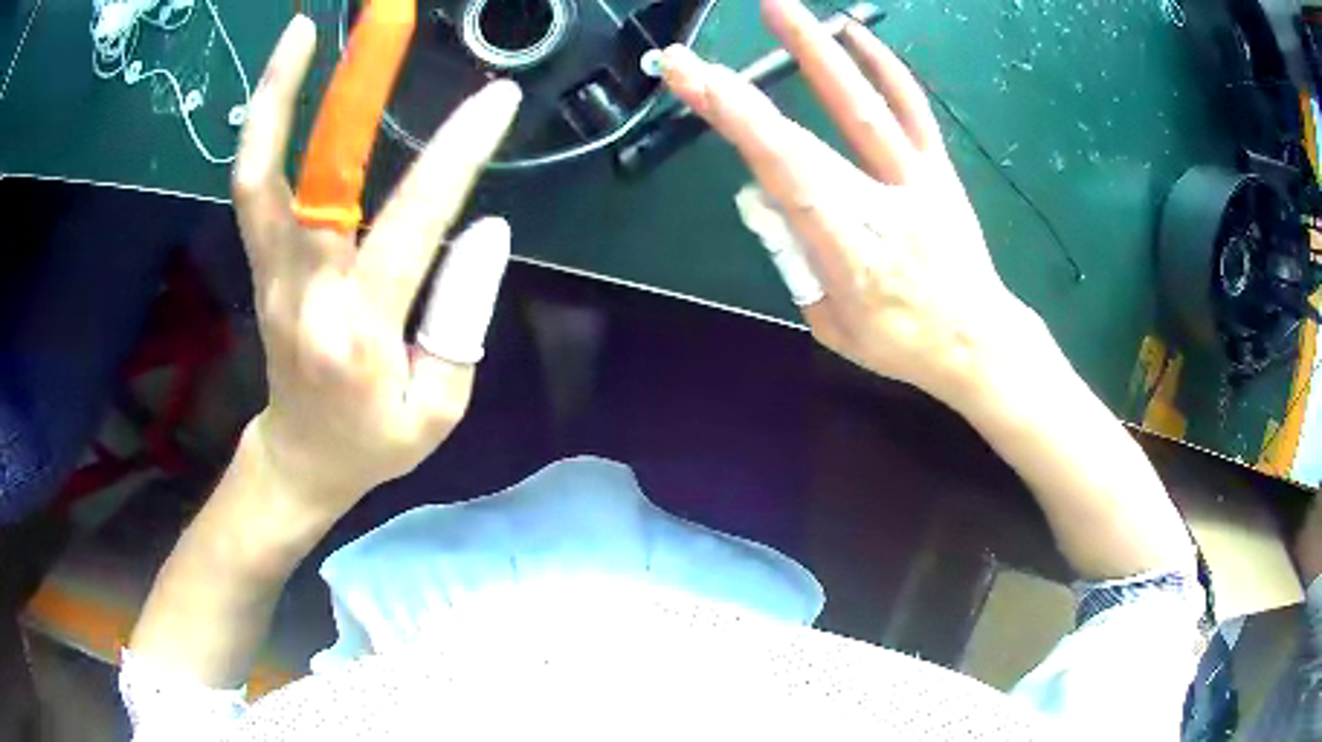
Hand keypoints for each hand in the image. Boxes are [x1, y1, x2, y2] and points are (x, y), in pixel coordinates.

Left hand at [231, 16, 521, 510]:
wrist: (300, 458)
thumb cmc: (373, 443)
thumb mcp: (440, 407)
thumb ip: (464, 317)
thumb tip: (487, 228)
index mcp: (359, 333)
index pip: (414, 224)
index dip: (457, 154)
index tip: (498, 98)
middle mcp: (304, 290)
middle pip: (317, 178)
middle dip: (352, 90)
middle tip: (385, 20)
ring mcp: (270, 270)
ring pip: (260, 172)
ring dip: (279, 95)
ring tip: (303, 31)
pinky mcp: (258, 260)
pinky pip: (251, 184)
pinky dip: (262, 126)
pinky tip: (284, 81)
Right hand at [661, 0, 1037, 404]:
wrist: (977, 340)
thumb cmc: (901, 341)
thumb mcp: (832, 325)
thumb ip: (796, 259)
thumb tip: (769, 198)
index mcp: (849, 252)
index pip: (784, 175)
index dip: (737, 124)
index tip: (693, 85)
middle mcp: (880, 205)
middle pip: (803, 139)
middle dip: (740, 95)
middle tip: (691, 60)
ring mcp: (915, 179)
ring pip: (862, 105)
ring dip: (817, 50)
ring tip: (778, 6)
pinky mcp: (937, 169)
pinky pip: (911, 109)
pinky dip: (885, 68)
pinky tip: (854, 32)